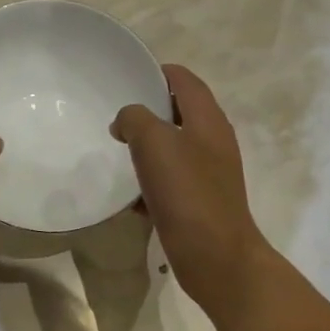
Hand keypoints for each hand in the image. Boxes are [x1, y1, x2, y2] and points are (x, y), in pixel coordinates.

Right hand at [113, 64, 272, 317]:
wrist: (215, 257)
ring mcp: (209, 174)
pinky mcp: (199, 202)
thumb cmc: (187, 194)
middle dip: (146, 112)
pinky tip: (131, 198)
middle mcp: (213, 142)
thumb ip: (136, 120)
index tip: (125, 77)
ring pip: (172, 149)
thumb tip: (126, 120)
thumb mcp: (155, 144)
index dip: (156, 73)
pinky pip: (170, 181)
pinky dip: (150, 182)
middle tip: (114, 117)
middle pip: (179, 113)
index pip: (184, 80)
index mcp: (208, 120)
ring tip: (117, 153)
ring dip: (146, 149)